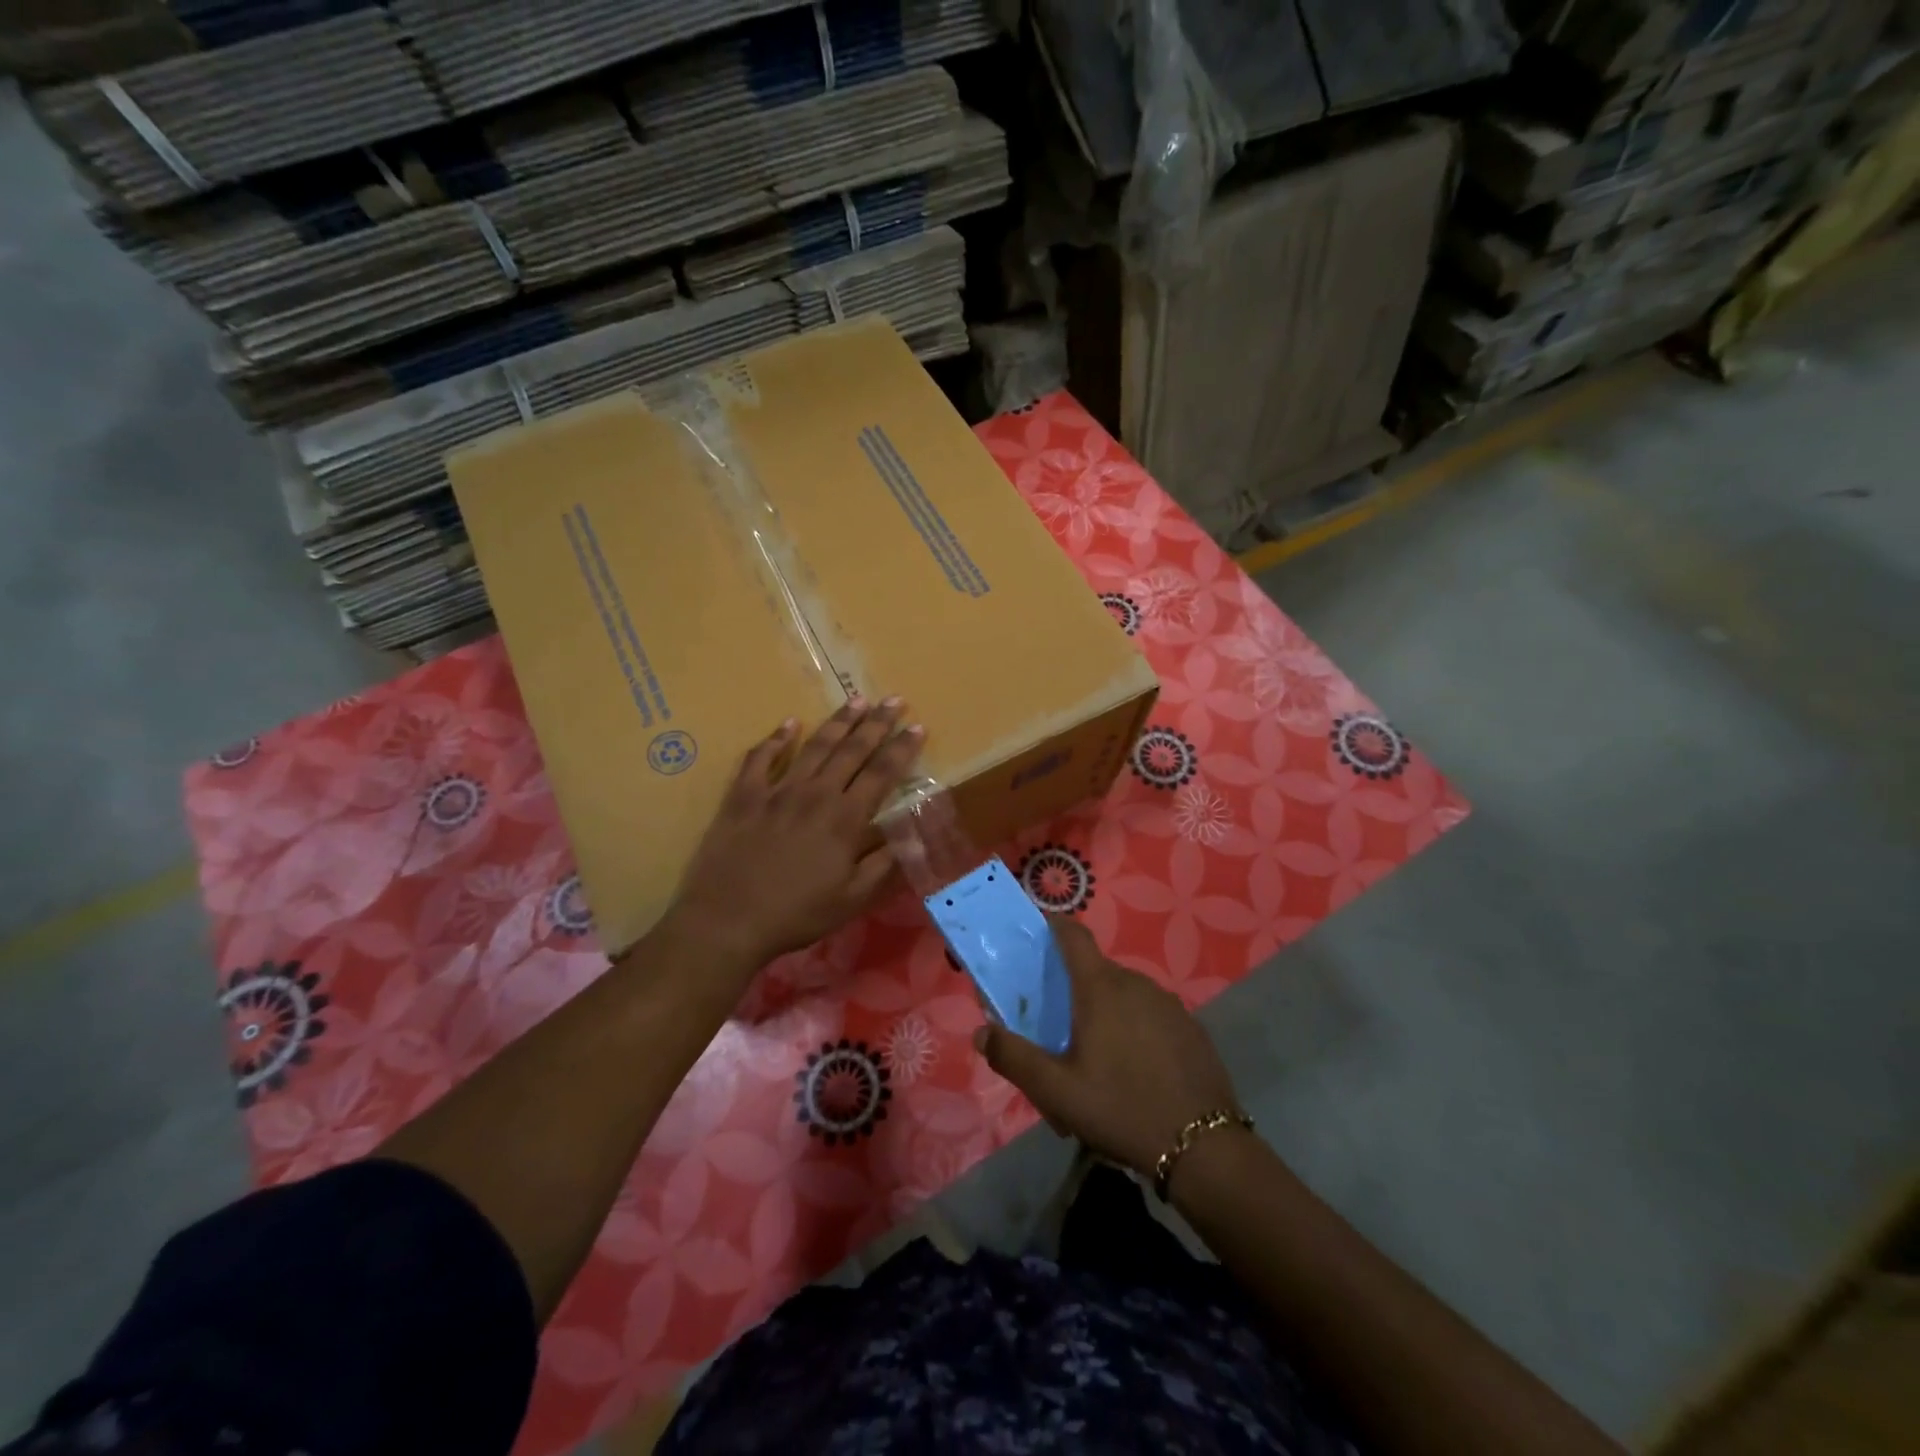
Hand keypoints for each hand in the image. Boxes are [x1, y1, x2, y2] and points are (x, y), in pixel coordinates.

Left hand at [669, 697, 922, 969]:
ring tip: (856, 700)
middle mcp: (816, 794)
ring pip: (814, 746)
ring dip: (838, 722)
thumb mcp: (850, 900)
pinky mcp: (744, 796)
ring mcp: (777, 791)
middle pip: (852, 750)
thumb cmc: (795, 914)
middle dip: (877, 723)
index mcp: (845, 819)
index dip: (902, 749)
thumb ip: (881, 866)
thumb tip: (906, 839)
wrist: (727, 920)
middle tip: (894, 700)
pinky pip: (761, 758)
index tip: (918, 727)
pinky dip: (776, 739)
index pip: (882, 774)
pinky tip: (788, 723)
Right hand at [973, 918, 1242, 1177]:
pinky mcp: (1190, 1027)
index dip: (1053, 925)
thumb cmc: (1121, 1109)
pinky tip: (1133, 1070)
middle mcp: (1136, 983)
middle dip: (1073, 988)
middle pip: (1096, 970)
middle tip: (1057, 1027)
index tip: (1035, 930)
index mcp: (1101, 988)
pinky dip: (1134, 1028)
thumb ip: (1014, 1058)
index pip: (1073, 935)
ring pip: (1124, 994)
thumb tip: (982, 1033)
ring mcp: (1169, 1003)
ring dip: (1105, 1011)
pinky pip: (1151, 1014)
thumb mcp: (1056, 1092)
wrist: (1204, 1147)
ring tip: (1095, 1057)